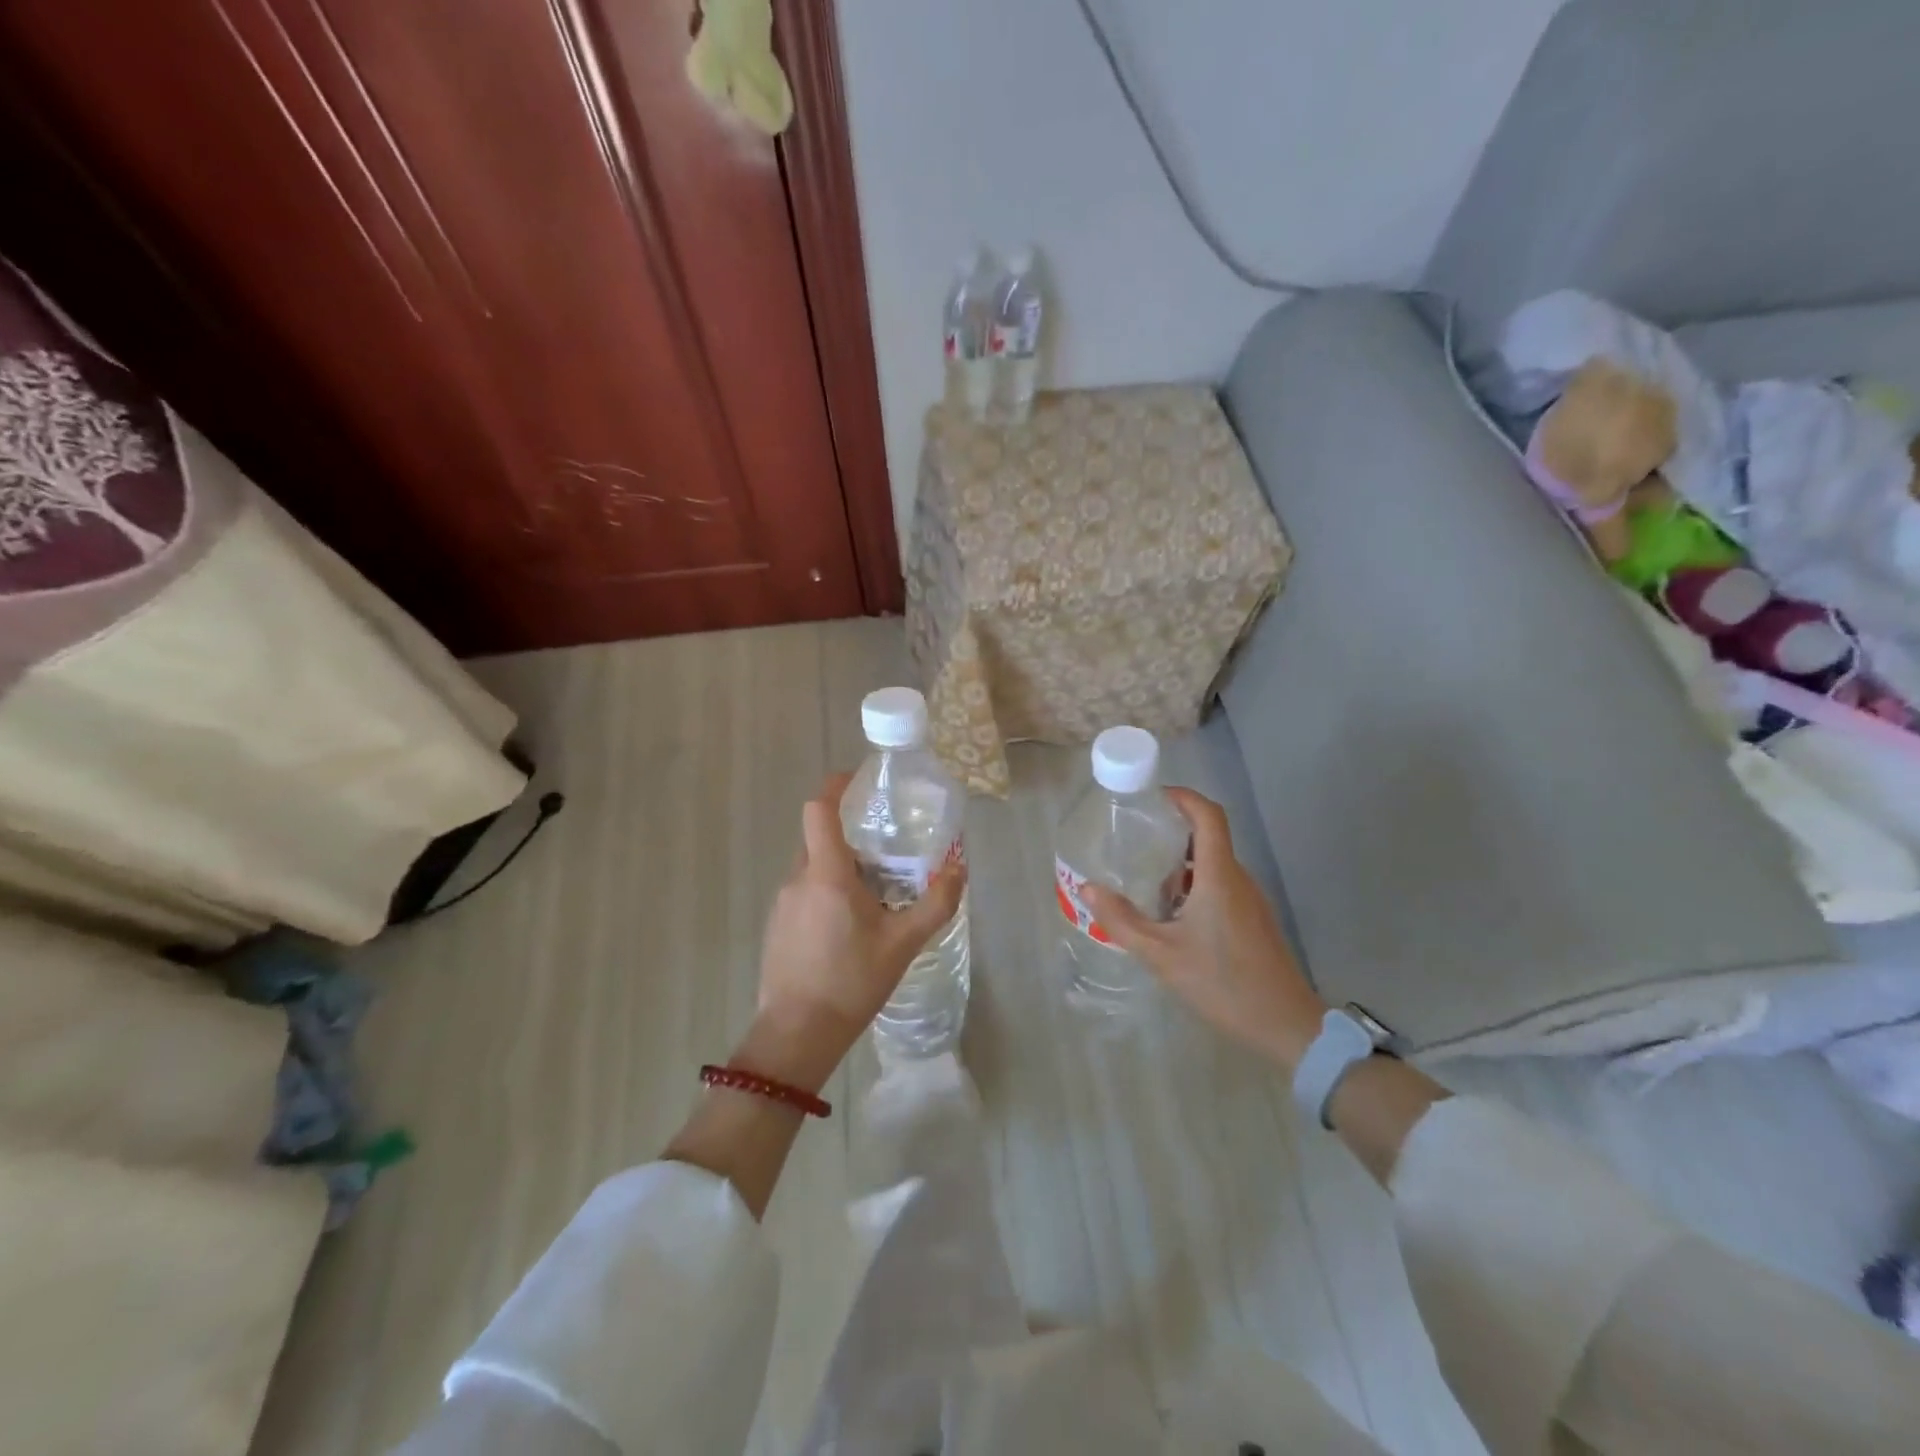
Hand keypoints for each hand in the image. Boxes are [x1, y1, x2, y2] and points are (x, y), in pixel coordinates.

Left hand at [742, 773, 966, 1090]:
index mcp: (826, 873)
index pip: (818, 809)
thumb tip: (959, 868)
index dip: (836, 787)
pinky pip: (804, 891)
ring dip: (841, 867)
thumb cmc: (851, 981)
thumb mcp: (903, 943)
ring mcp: (782, 903)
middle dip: (851, 834)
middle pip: (819, 837)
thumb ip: (935, 903)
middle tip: (887, 848)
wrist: (797, 1034)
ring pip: (813, 867)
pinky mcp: (777, 926)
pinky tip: (850, 926)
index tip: (860, 781)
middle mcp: (798, 879)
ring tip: (875, 891)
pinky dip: (827, 891)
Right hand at [1081, 788, 1324, 1070]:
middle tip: (1134, 842)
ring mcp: (1251, 900)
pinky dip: (1195, 887)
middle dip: (1171, 834)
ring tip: (1145, 881)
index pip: (1208, 815)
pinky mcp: (1254, 920)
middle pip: (1208, 838)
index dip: (1183, 797)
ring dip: (1181, 866)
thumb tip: (1087, 889)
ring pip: (1213, 866)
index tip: (1152, 797)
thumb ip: (1122, 921)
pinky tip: (1172, 917)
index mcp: (1220, 876)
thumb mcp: (1162, 955)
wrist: (1287, 1026)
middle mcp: (1239, 879)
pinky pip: (1222, 887)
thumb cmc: (1223, 984)